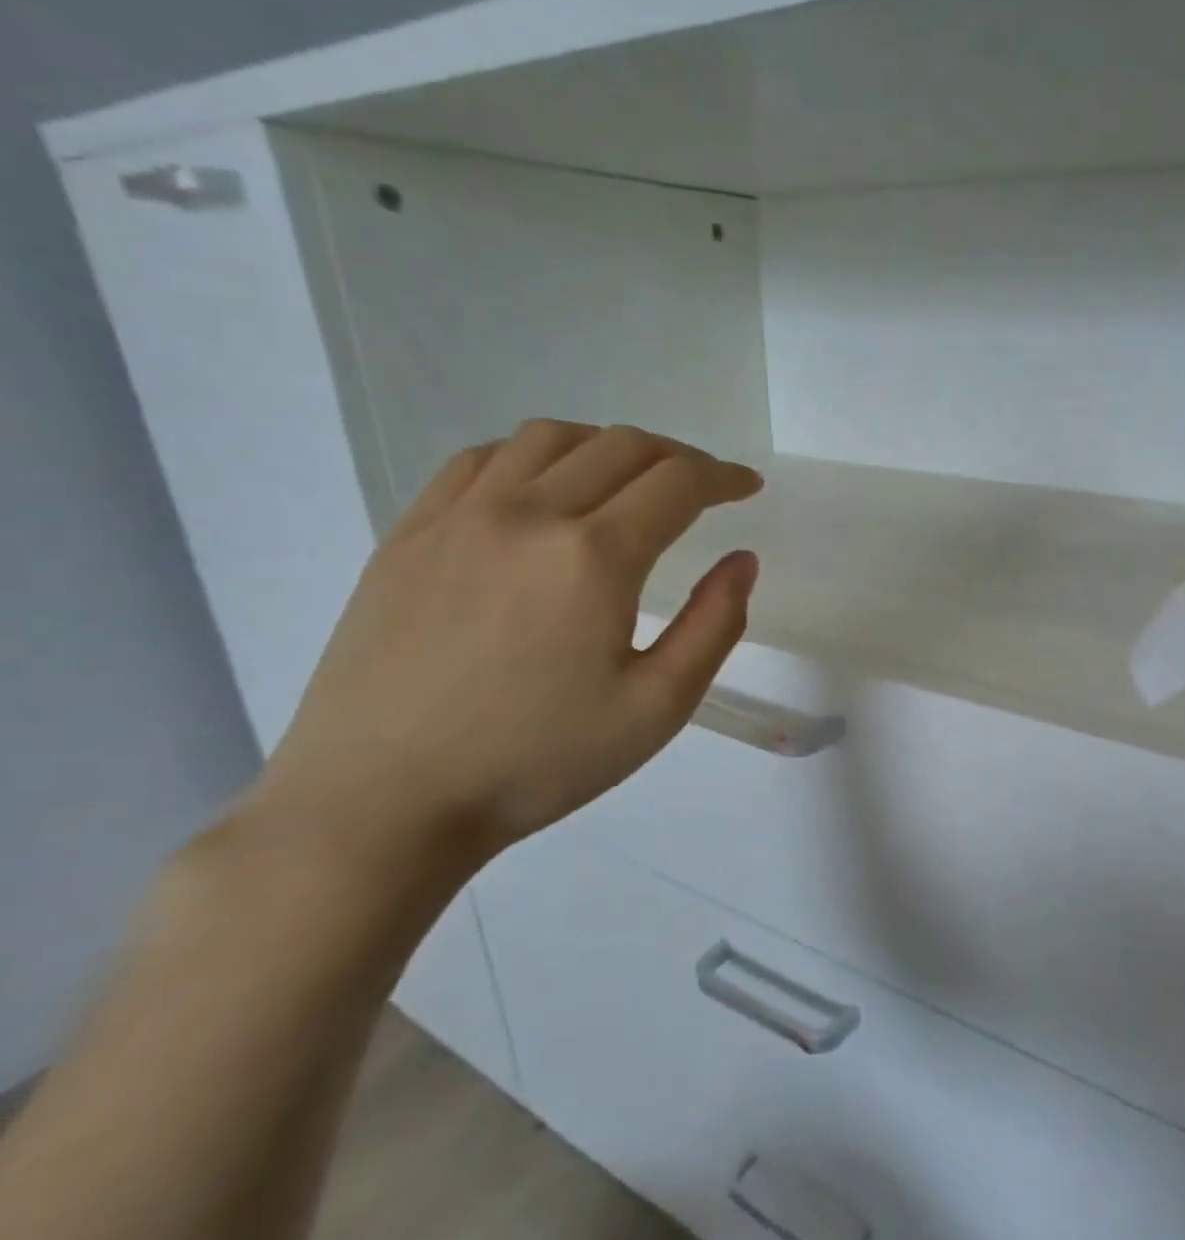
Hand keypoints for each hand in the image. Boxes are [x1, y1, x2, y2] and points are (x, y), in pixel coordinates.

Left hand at [243, 419, 760, 873]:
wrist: (382, 801)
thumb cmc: (536, 761)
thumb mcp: (657, 708)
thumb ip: (714, 626)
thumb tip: (742, 560)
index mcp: (594, 557)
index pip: (677, 483)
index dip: (723, 477)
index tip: (746, 488)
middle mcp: (528, 513)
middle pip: (621, 447)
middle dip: (678, 457)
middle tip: (703, 486)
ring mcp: (459, 516)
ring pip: (550, 438)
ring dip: (608, 446)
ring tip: (630, 479)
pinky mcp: (409, 533)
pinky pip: (481, 459)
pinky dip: (534, 454)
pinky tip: (544, 487)